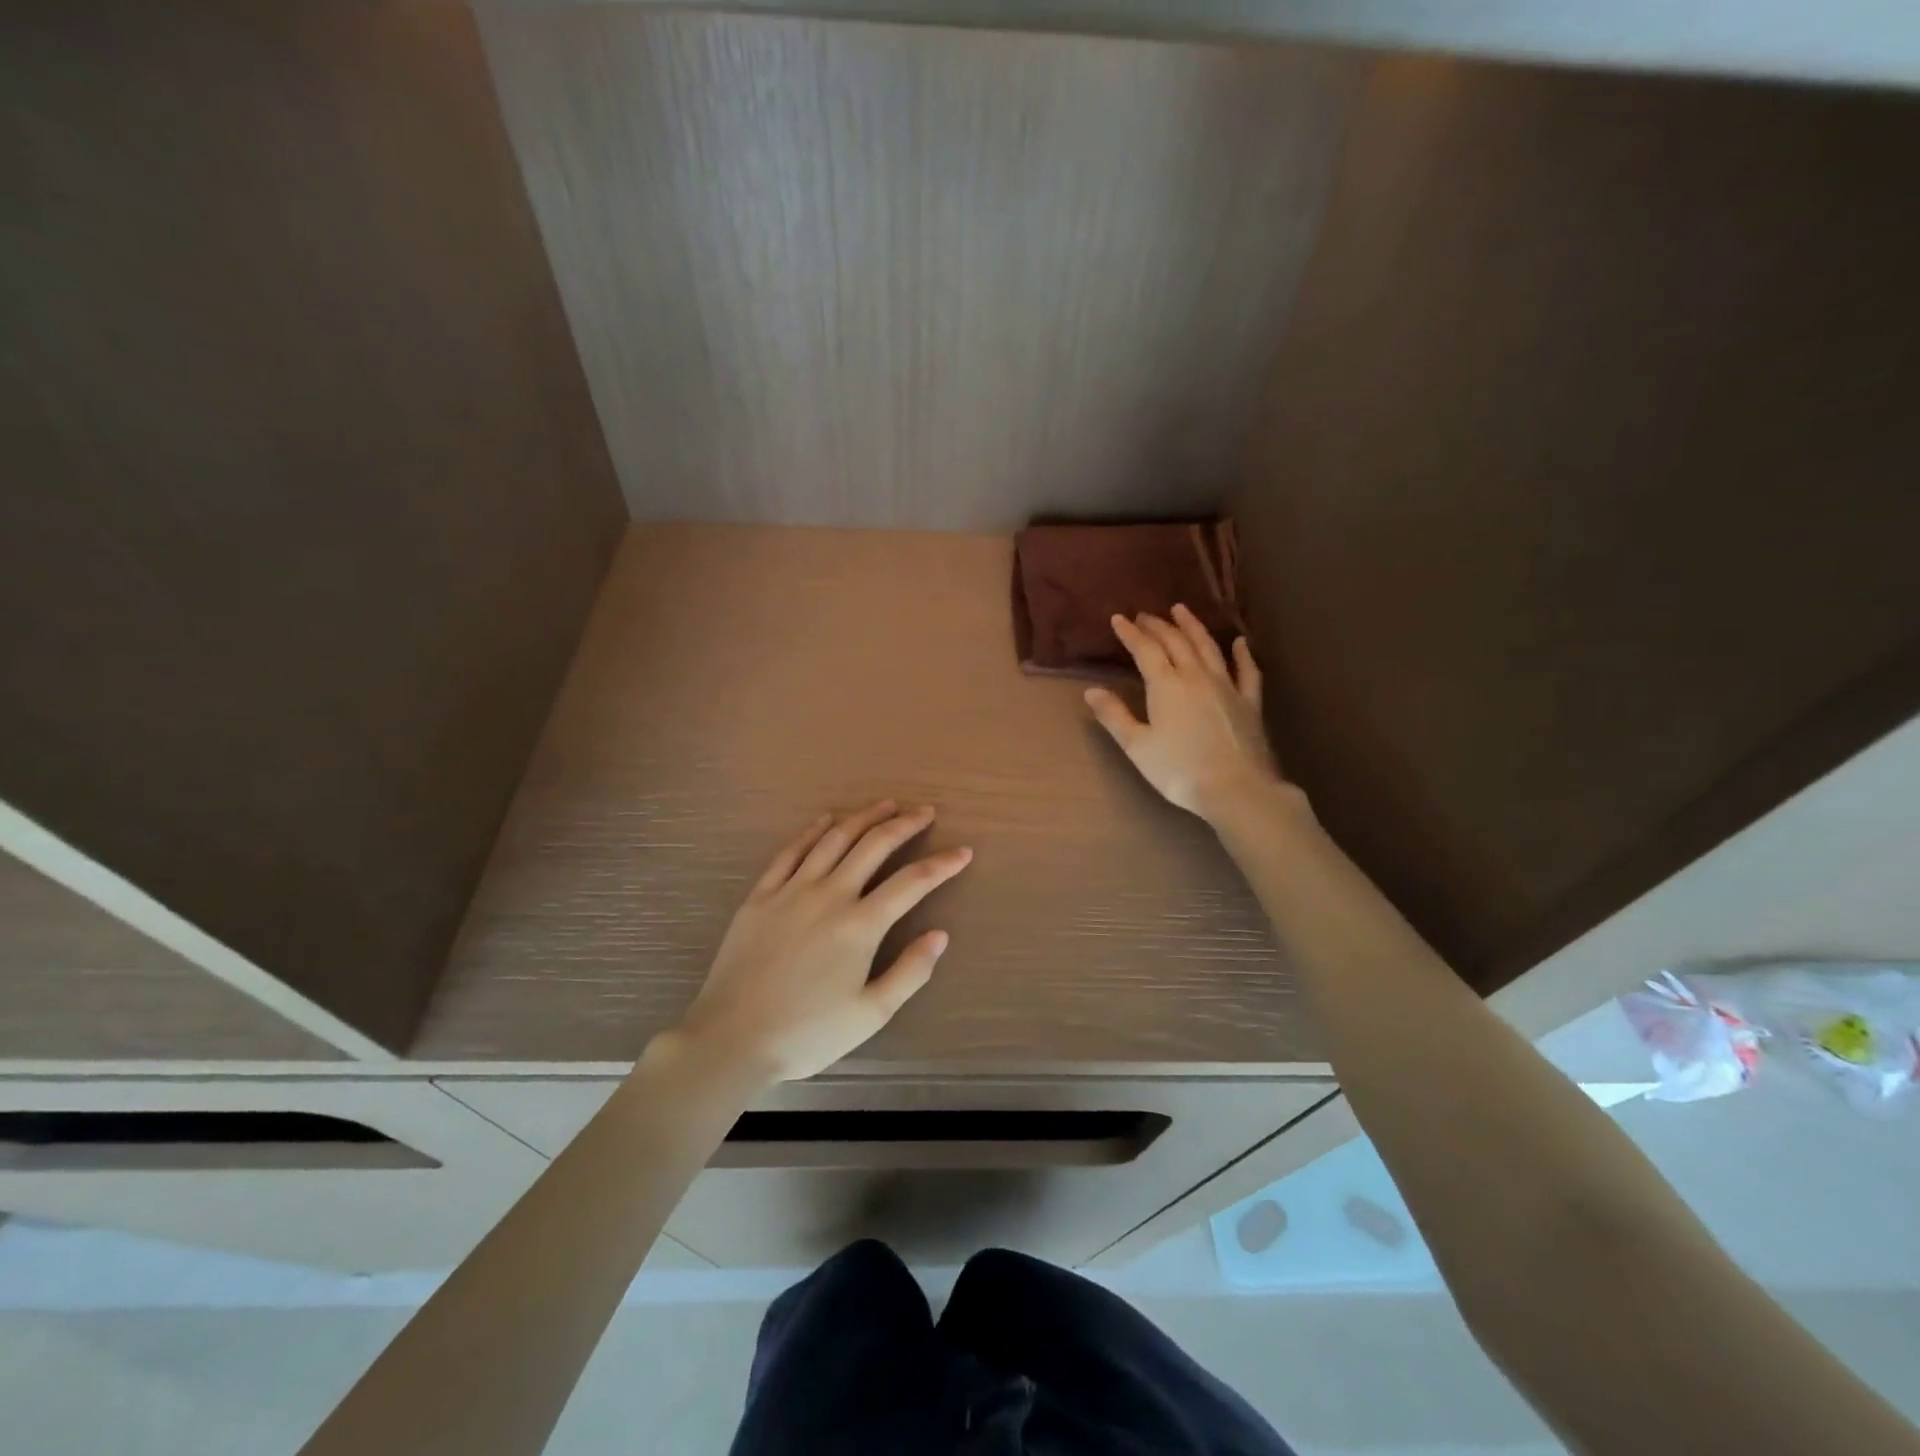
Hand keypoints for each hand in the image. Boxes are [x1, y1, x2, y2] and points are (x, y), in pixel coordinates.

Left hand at [671, 801, 971, 1084]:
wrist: (731, 1038)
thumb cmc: (807, 1033)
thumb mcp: (870, 1014)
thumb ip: (910, 972)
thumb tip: (940, 935)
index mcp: (860, 925)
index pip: (912, 883)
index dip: (942, 864)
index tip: (963, 851)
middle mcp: (829, 895)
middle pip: (874, 846)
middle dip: (904, 824)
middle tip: (925, 812)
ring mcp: (791, 891)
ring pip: (834, 840)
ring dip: (863, 818)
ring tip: (885, 804)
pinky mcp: (761, 896)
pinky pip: (790, 852)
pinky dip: (812, 832)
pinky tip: (825, 821)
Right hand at [1085, 604, 1281, 823]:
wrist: (1236, 789)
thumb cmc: (1179, 770)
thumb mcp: (1137, 746)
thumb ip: (1114, 716)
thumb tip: (1091, 690)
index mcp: (1166, 685)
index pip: (1145, 650)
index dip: (1130, 633)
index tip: (1118, 619)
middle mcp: (1196, 676)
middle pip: (1176, 642)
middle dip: (1158, 626)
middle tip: (1144, 615)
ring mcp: (1226, 686)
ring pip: (1208, 647)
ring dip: (1193, 626)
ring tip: (1181, 611)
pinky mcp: (1249, 702)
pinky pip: (1247, 671)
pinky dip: (1242, 654)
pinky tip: (1240, 643)